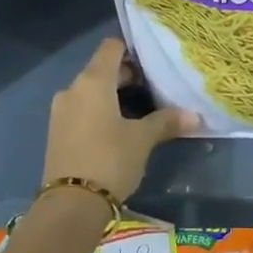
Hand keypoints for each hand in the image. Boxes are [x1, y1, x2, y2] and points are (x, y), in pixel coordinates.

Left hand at [44, 38, 197, 204]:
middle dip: (127, 75)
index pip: (111, 47)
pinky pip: (81, 108)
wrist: (70, 205)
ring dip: (112, 95)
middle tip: (154, 88)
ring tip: (140, 110)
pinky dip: (99, 110)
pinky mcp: (57, 131)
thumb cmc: (110, 160)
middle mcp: (73, 88)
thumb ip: (166, 121)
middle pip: (101, 68)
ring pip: (91, 90)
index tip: (152, 61)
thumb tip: (196, 116)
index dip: (131, 49)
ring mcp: (61, 110)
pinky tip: (118, 129)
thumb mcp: (142, 140)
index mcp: (93, 81)